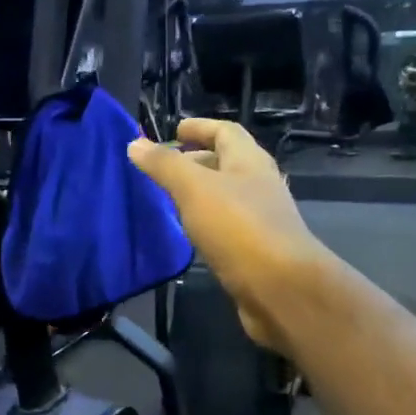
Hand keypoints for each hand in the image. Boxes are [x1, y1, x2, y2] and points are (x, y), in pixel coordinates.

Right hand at [128, 119, 333, 354]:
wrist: (280, 288)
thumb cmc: (238, 228)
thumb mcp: (194, 189)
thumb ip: (165, 166)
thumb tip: (135, 143)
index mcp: (249, 161)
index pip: (225, 131)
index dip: (200, 127)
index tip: (173, 131)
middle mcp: (259, 184)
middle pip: (227, 163)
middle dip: (196, 161)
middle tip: (164, 169)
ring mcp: (261, 218)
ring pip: (227, 196)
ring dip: (200, 193)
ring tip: (170, 199)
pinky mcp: (257, 249)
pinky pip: (227, 225)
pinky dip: (207, 221)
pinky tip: (190, 233)